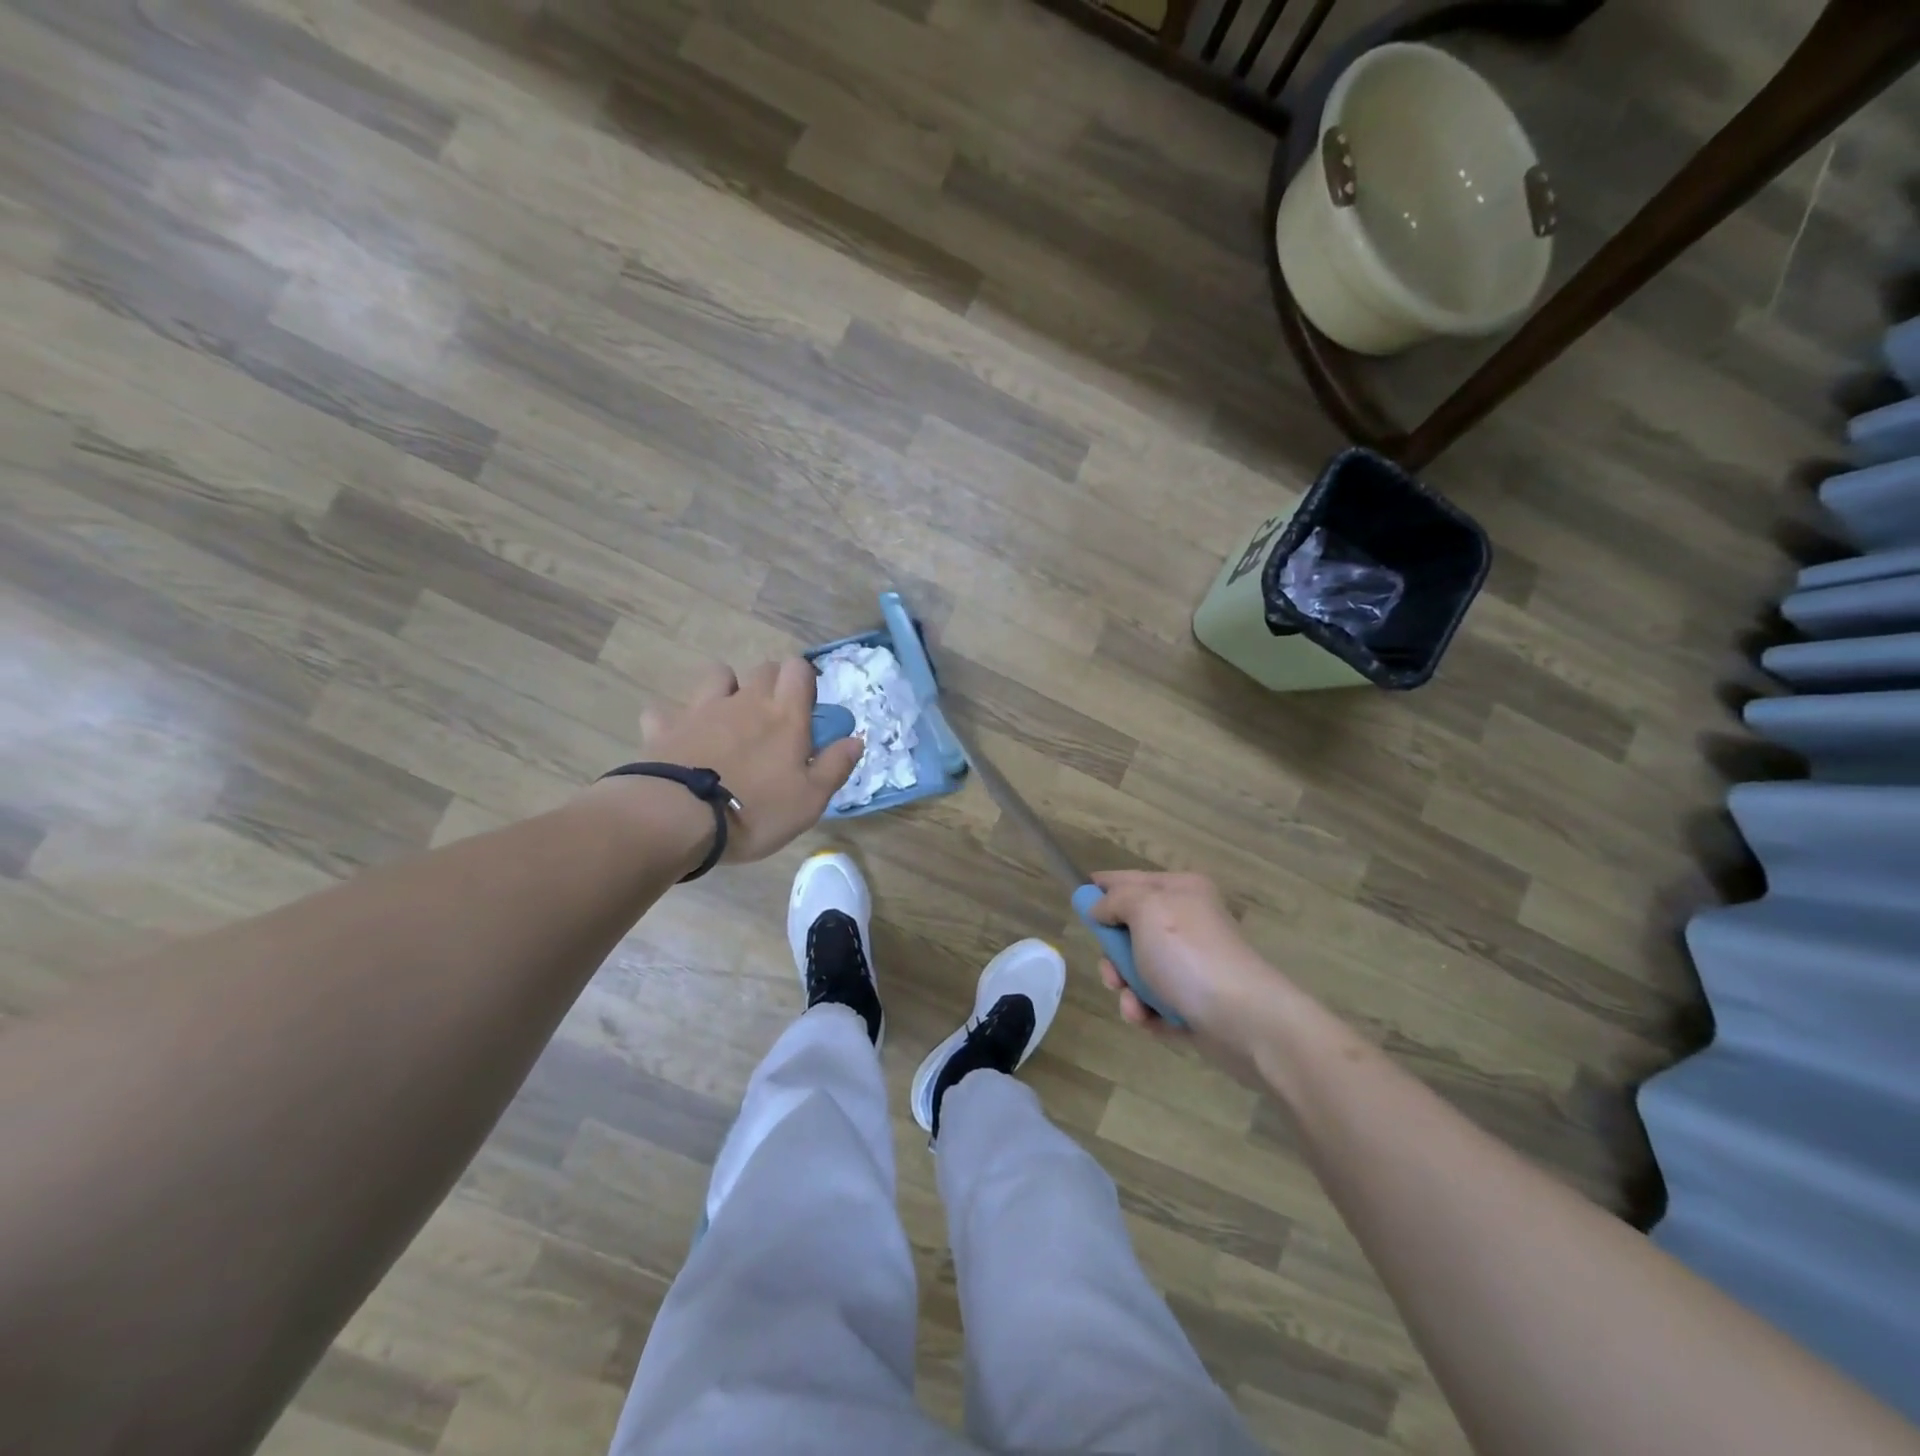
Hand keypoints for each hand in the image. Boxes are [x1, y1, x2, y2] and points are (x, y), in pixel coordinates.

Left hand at [632, 660, 862, 862]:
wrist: (680, 819)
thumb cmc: (756, 810)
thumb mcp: (810, 800)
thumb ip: (835, 766)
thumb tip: (856, 739)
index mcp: (784, 715)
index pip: (799, 670)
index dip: (805, 679)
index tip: (807, 705)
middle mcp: (745, 701)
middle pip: (763, 669)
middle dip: (772, 683)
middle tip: (775, 717)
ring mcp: (701, 710)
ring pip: (718, 675)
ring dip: (726, 688)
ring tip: (728, 719)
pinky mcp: (664, 727)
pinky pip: (666, 711)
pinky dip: (674, 720)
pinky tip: (678, 739)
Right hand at [1087, 871, 1296, 1057]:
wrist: (1246, 1020)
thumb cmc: (1190, 955)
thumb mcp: (1146, 910)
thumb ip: (1115, 900)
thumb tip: (1100, 907)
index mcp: (1181, 891)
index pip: (1130, 880)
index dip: (1101, 889)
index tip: (1076, 901)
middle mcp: (1188, 923)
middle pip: (1130, 930)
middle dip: (1113, 954)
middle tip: (1112, 970)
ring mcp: (1192, 965)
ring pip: (1138, 970)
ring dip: (1126, 988)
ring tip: (1133, 1003)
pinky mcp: (1194, 1002)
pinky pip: (1154, 1002)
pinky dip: (1145, 1011)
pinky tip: (1147, 1019)